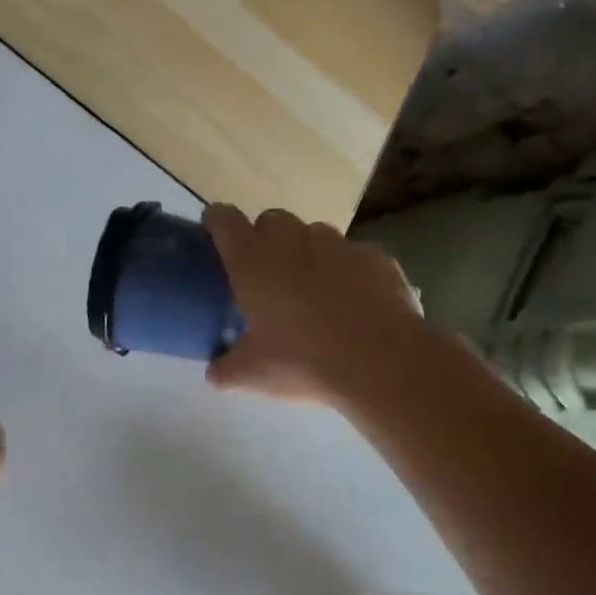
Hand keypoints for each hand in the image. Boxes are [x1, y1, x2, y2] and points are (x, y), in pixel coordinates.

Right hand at [203, 205, 425, 405]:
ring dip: (308, 251)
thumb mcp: (252, 375)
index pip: (224, 220)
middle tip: (268, 274)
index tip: (216, 236)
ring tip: (314, 288)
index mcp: (254, 262)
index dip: (217, 222)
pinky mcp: (377, 257)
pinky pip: (355, 255)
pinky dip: (349, 270)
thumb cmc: (303, 362)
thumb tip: (214, 373)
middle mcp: (293, 242)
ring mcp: (339, 245)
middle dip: (266, 237)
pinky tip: (355, 300)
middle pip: (271, 219)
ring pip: (315, 233)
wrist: (381, 363)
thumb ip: (225, 369)